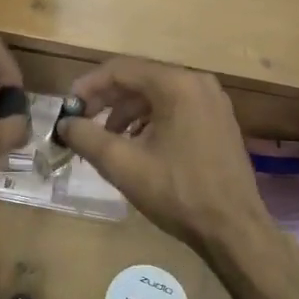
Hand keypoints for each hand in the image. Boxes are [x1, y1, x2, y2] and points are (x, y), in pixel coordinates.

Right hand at [59, 56, 271, 260]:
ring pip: (157, 94)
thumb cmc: (177, 193)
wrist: (234, 229)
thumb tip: (64, 123)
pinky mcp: (218, 120)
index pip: (121, 69)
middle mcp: (198, 82)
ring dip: (127, 111)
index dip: (88, 86)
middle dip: (107, 99)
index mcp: (177, 84)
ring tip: (107, 139)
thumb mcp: (124, 165)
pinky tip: (137, 145)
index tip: (67, 108)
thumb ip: (87, 137)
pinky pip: (176, 107)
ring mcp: (212, 101)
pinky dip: (150, 119)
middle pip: (140, 78)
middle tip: (81, 122)